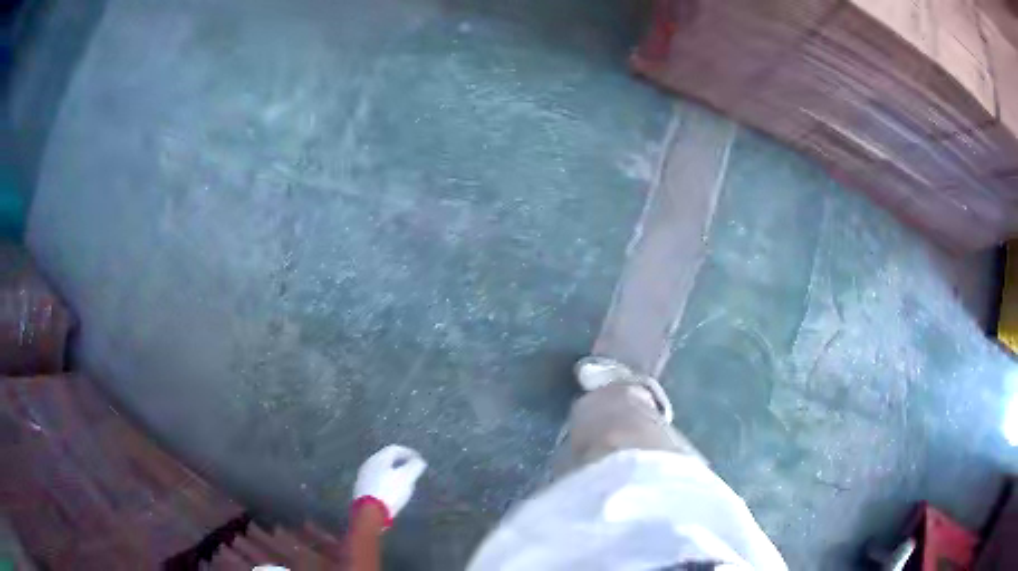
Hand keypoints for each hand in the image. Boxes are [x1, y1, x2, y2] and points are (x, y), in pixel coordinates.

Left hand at [353, 445, 426, 521]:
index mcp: (378, 458)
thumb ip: (414, 467)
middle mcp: (368, 464)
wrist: (370, 512)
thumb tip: (419, 461)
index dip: (408, 452)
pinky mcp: (361, 489)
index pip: (394, 449)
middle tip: (412, 469)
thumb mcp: (407, 478)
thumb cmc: (390, 491)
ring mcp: (363, 477)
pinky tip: (392, 491)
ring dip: (393, 473)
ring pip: (380, 470)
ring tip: (404, 481)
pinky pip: (376, 480)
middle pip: (386, 459)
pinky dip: (386, 482)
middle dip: (400, 462)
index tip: (419, 460)